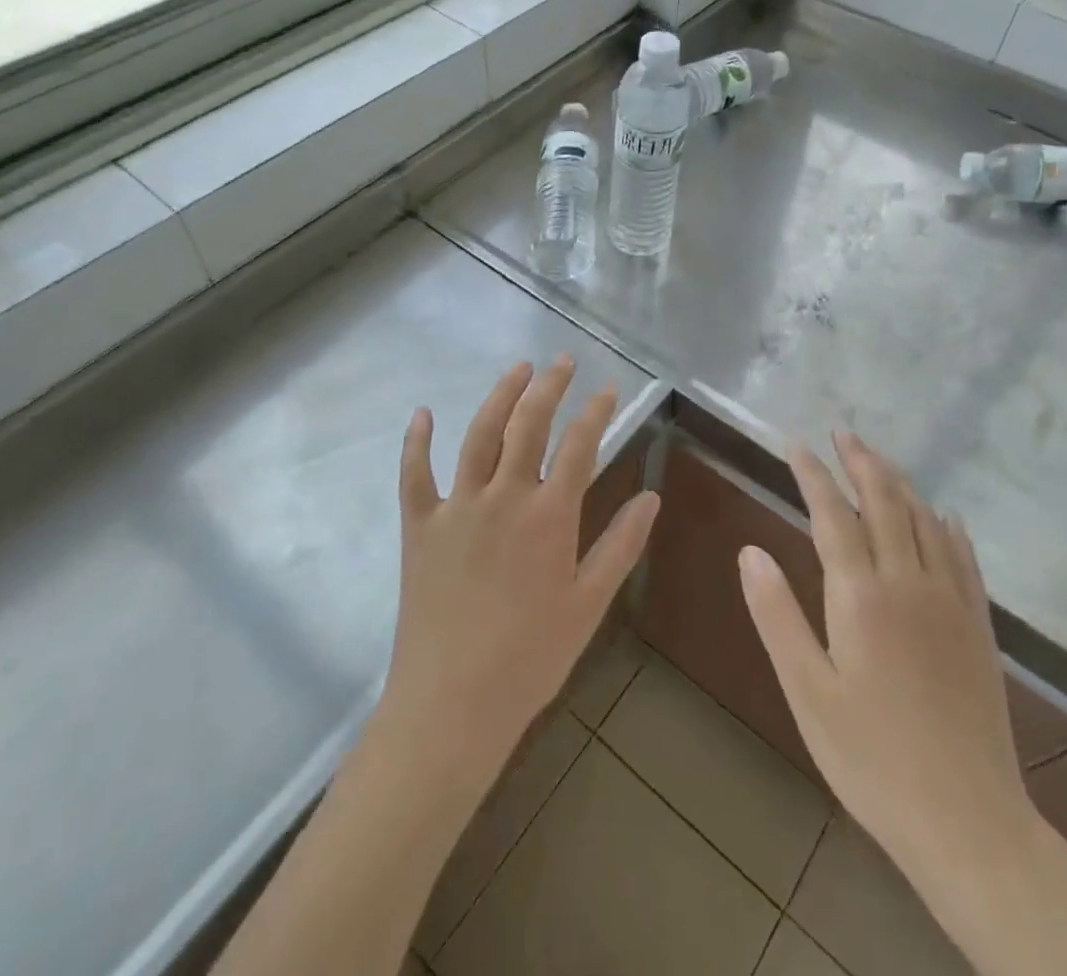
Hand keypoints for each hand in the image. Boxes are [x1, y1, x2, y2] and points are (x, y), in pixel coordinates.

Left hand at [380, 357, 660, 781]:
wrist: (452, 704)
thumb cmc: (530, 657)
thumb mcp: (589, 604)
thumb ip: (621, 545)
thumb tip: (651, 496)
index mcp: (549, 517)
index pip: (580, 446)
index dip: (596, 412)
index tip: (608, 389)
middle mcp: (503, 498)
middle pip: (529, 425)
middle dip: (549, 386)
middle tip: (563, 361)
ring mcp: (457, 507)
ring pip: (479, 435)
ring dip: (500, 396)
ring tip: (518, 369)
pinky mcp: (419, 526)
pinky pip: (415, 474)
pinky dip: (416, 441)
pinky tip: (422, 413)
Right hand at [739, 430, 1033, 880]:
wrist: (969, 822)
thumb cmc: (872, 759)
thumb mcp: (808, 692)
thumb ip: (777, 616)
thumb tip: (750, 551)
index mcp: (861, 596)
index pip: (832, 514)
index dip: (812, 474)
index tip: (796, 444)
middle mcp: (909, 583)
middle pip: (885, 502)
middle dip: (861, 462)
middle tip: (842, 432)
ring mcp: (951, 601)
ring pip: (925, 520)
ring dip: (900, 483)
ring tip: (879, 460)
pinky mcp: (979, 626)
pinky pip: (964, 557)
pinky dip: (948, 526)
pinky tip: (944, 516)